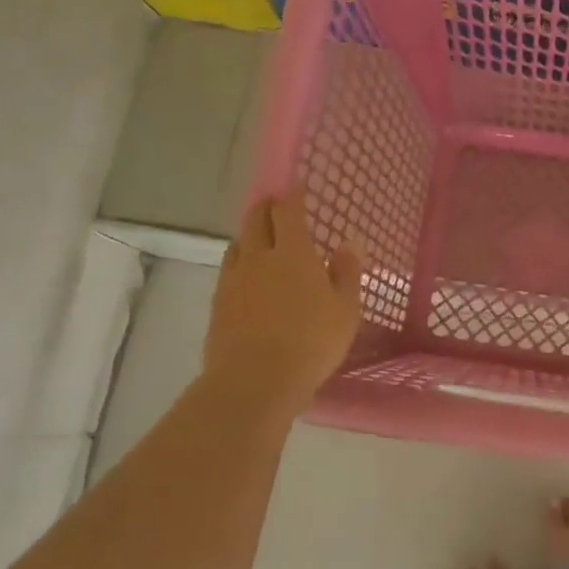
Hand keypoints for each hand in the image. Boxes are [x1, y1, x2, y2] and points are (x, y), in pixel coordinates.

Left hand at [204, 188, 363, 416]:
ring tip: (259, 237)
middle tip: (275, 204)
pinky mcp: (218, 304)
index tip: (297, 187)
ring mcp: (234, 280)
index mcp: (293, 253)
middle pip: (256, 220)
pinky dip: (239, 262)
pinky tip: (246, 275)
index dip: (292, 196)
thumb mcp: (345, 310)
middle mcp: (259, 258)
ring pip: (238, 244)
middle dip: (265, 207)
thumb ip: (347, 272)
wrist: (255, 381)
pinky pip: (229, 270)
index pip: (289, 212)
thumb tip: (349, 241)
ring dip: (249, 234)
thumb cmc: (311, 343)